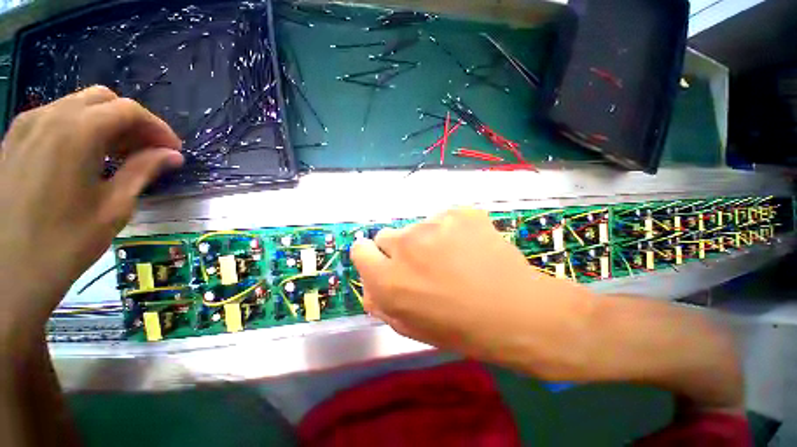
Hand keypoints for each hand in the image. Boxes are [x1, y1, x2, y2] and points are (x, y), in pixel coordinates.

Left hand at [0, 86, 182, 329]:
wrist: (9, 272)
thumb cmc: (66, 242)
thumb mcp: (115, 206)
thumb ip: (144, 170)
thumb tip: (173, 155)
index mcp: (76, 132)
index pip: (129, 110)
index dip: (158, 128)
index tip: (173, 151)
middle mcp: (50, 117)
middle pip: (103, 99)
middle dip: (133, 121)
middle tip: (148, 150)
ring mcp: (27, 125)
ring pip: (78, 105)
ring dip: (106, 123)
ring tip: (120, 154)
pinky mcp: (15, 138)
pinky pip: (56, 118)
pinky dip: (80, 128)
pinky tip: (86, 156)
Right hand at [351, 207, 592, 374]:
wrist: (517, 312)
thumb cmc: (460, 328)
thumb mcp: (410, 327)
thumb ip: (380, 302)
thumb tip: (369, 284)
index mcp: (387, 279)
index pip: (360, 249)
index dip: (371, 256)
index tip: (384, 262)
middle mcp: (405, 245)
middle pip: (387, 235)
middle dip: (399, 250)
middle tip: (424, 265)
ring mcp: (434, 224)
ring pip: (418, 227)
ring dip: (427, 241)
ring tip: (454, 259)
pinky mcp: (459, 212)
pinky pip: (444, 219)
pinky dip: (451, 231)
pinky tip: (470, 248)